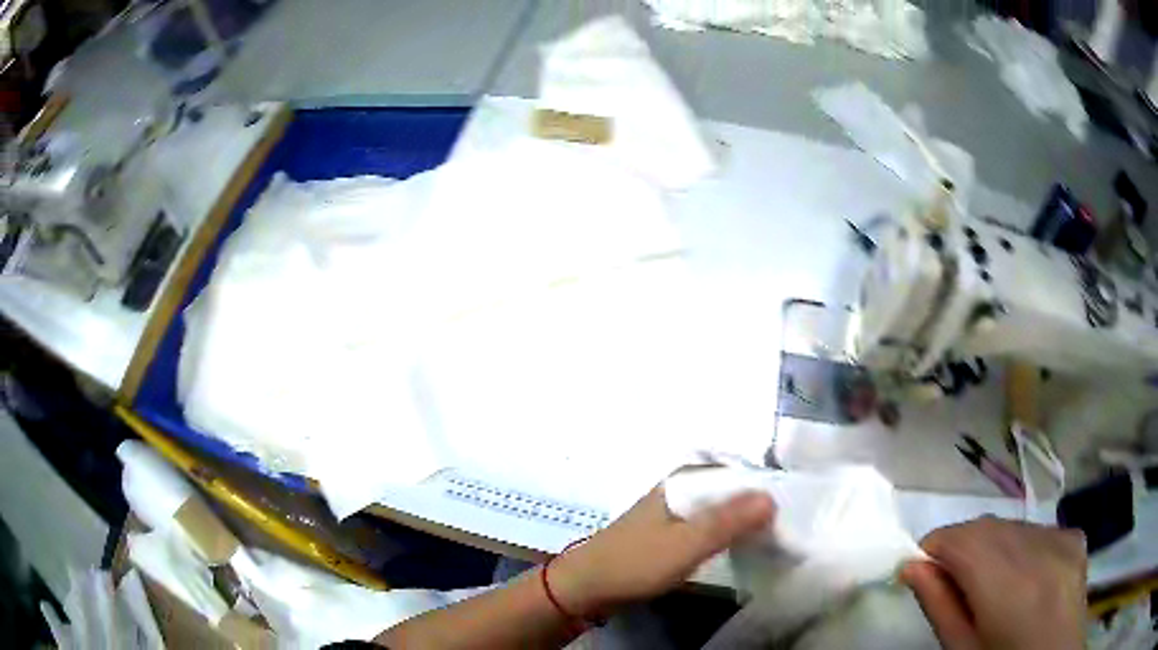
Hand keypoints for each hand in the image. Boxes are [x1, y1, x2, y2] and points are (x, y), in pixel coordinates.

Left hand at [548, 486, 774, 617]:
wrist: (586, 588)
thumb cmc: (635, 563)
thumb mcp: (685, 544)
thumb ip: (727, 522)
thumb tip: (772, 497)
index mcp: (682, 480)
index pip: (735, 472)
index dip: (765, 485)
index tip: (796, 502)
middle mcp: (680, 488)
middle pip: (729, 490)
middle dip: (757, 504)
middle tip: (790, 522)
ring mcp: (673, 511)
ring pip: (719, 509)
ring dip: (742, 520)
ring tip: (774, 534)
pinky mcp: (669, 533)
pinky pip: (708, 526)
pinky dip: (726, 533)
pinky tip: (742, 546)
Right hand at [901, 517, 1086, 649]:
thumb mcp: (962, 649)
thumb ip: (939, 606)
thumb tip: (912, 566)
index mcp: (1006, 583)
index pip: (960, 538)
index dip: (935, 549)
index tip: (925, 570)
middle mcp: (1037, 548)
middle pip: (986, 527)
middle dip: (963, 547)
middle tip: (956, 583)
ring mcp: (1061, 537)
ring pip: (1012, 526)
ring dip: (993, 546)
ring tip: (993, 585)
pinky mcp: (1074, 536)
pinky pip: (1038, 531)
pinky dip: (1022, 547)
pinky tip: (1025, 578)